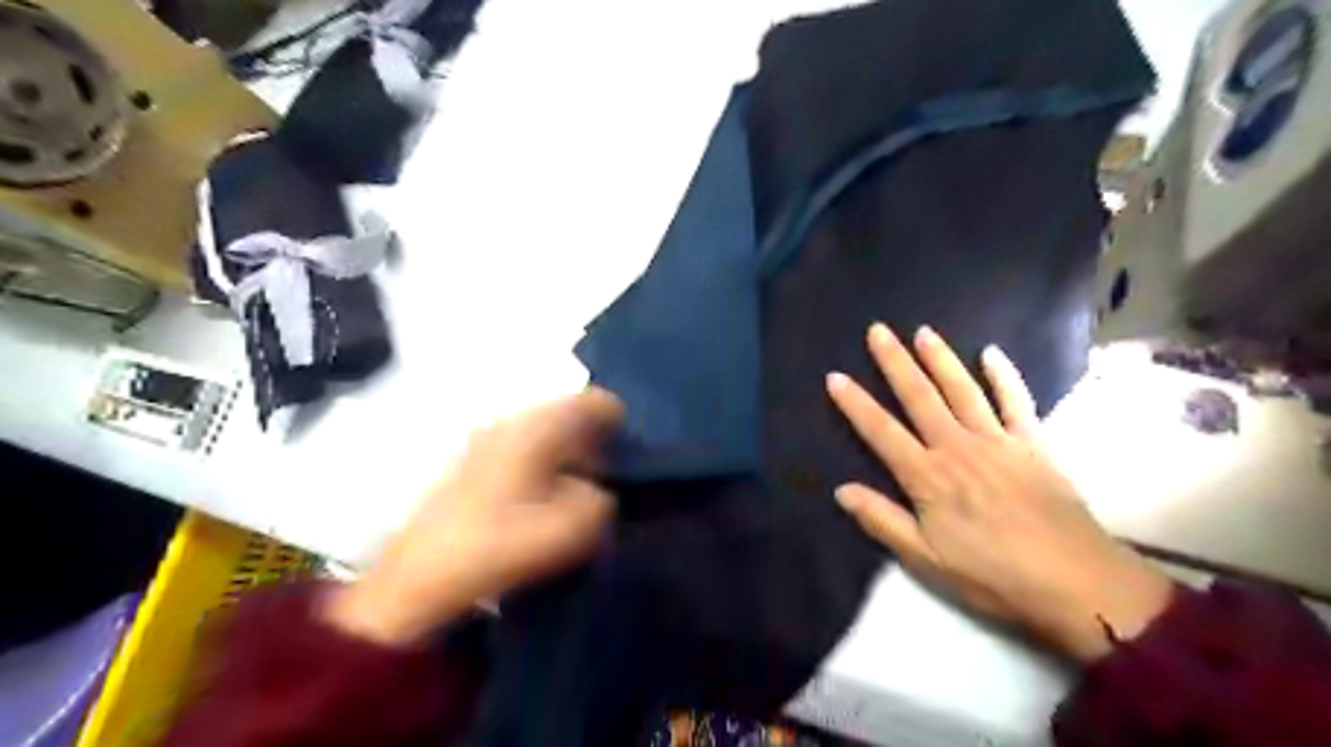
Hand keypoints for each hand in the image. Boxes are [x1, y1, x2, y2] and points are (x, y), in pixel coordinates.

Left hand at [329, 389, 628, 643]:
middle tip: (614, 472)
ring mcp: (488, 440)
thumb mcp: (567, 531)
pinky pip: (526, 449)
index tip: (634, 450)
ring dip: (571, 453)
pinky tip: (549, 497)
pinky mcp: (473, 463)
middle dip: (596, 439)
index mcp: (536, 429)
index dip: (620, 421)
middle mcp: (512, 423)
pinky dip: (547, 464)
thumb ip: (600, 503)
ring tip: (585, 487)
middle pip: (568, 414)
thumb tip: (600, 493)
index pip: (592, 402)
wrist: (416, 579)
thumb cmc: (495, 547)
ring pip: (546, 432)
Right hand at [828, 324, 1167, 661]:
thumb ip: (882, 521)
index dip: (855, 403)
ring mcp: (998, 441)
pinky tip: (991, 353)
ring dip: (940, 359)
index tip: (835, 376)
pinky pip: (1016, 401)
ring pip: (962, 390)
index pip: (881, 431)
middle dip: (895, 362)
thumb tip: (842, 490)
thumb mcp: (926, 560)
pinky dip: (1004, 375)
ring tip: (923, 332)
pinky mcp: (1033, 444)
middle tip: (878, 330)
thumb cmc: (992, 576)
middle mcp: (958, 447)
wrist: (1076, 584)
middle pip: (919, 397)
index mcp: (928, 477)